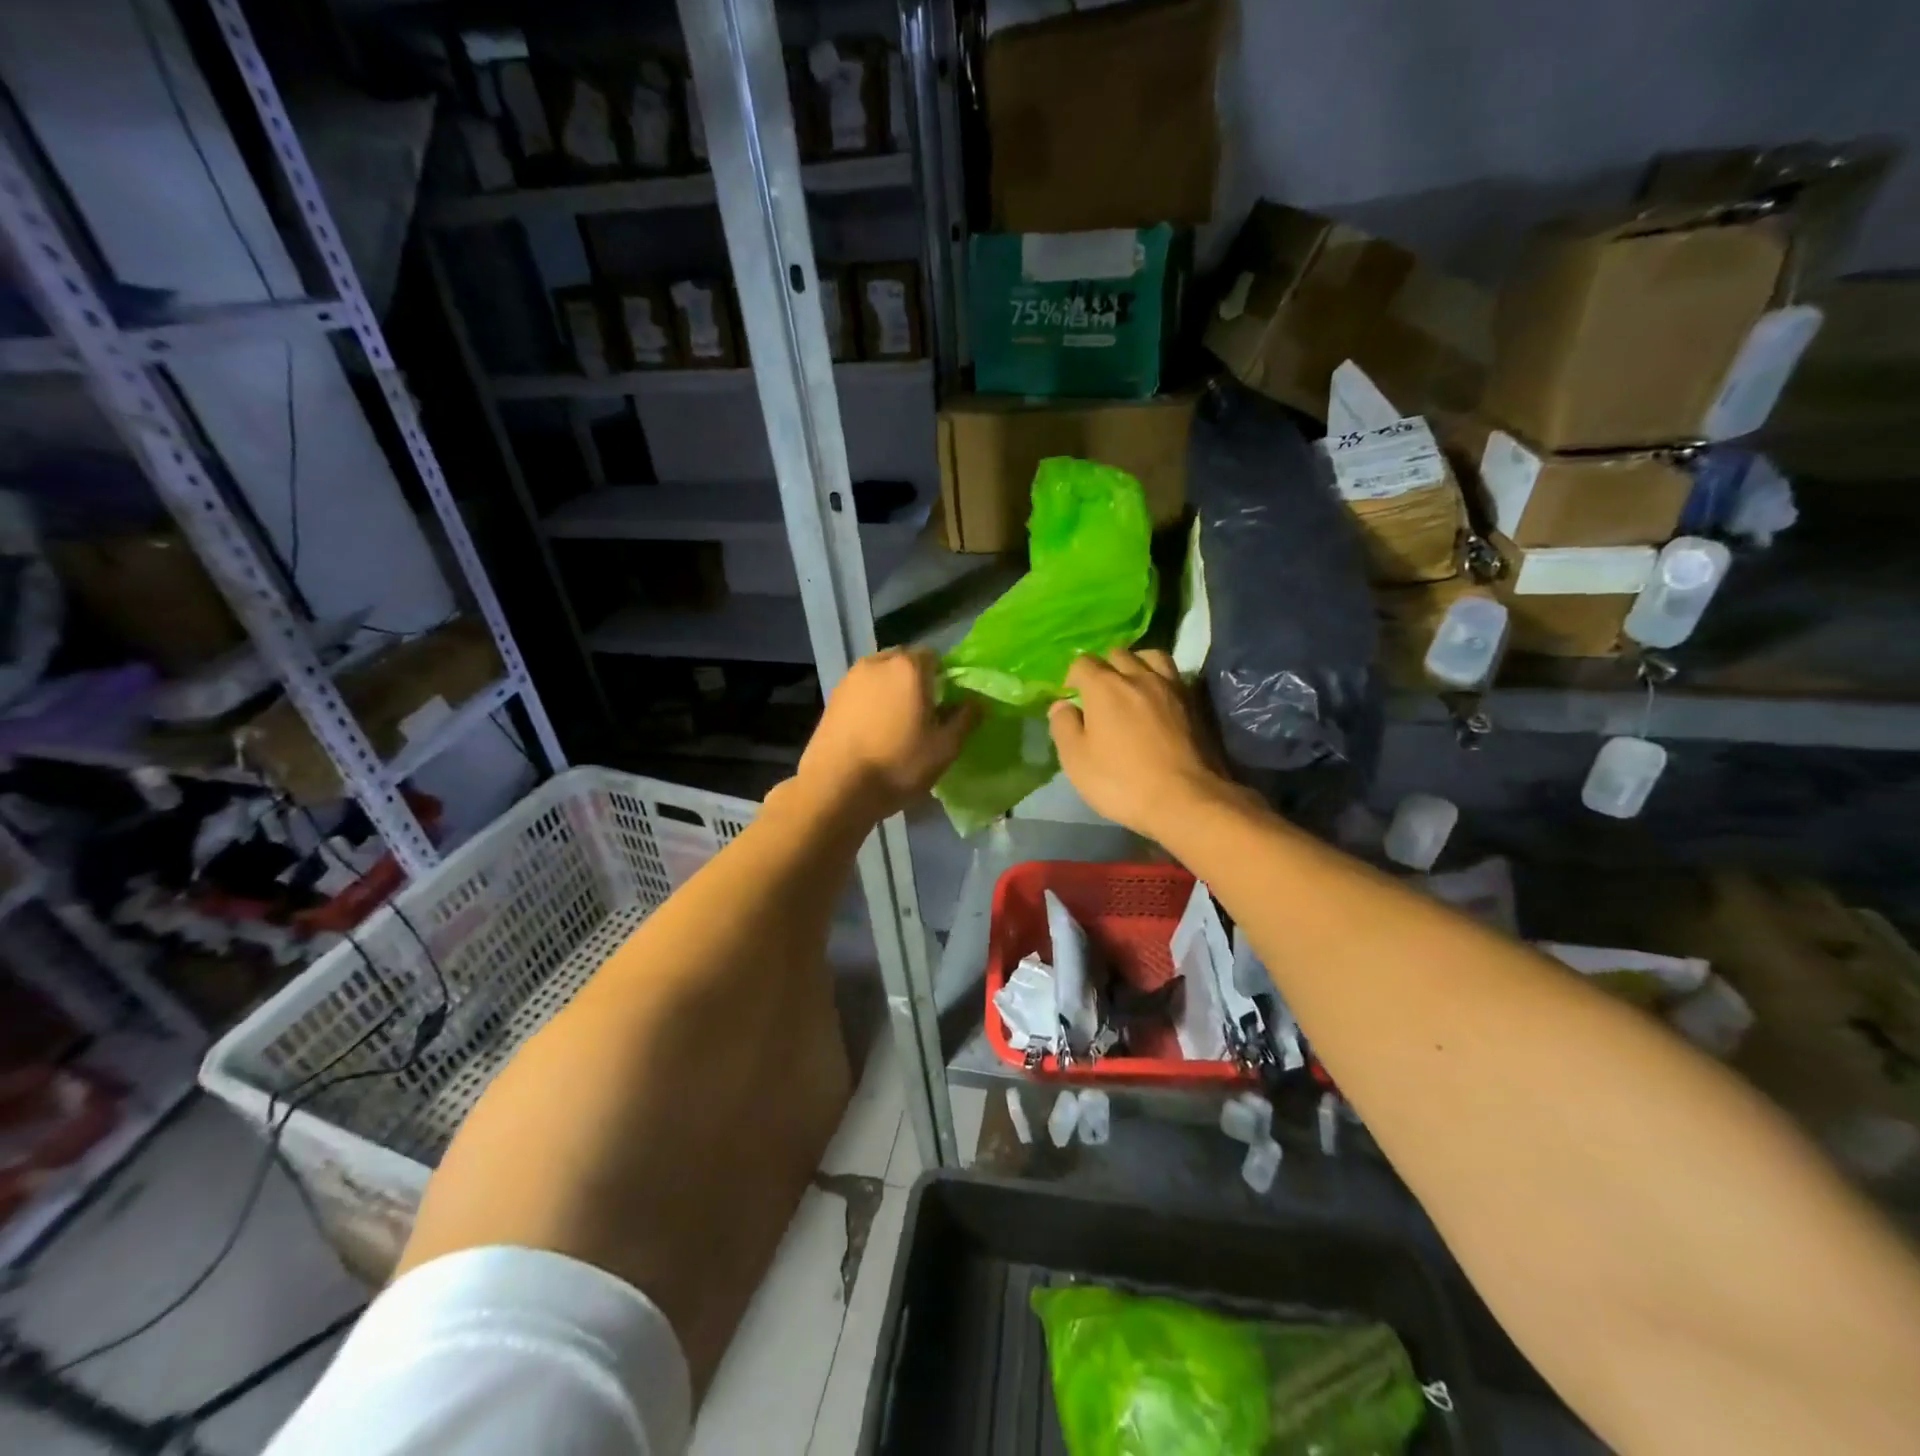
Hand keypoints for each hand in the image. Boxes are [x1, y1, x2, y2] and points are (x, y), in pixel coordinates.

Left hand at [796, 647, 977, 819]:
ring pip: (880, 675)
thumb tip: (976, 702)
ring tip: (895, 723)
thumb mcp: (944, 748)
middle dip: (915, 680)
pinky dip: (870, 702)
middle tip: (923, 712)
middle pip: (904, 662)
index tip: (946, 703)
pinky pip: (861, 691)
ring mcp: (850, 679)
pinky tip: (872, 731)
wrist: (836, 787)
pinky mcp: (832, 697)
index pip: (934, 656)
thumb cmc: (898, 765)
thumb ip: (965, 719)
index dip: (943, 677)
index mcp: (909, 668)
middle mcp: (877, 663)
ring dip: (890, 690)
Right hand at [1048, 650, 1225, 839]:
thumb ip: (1064, 726)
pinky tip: (1158, 699)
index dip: (1072, 678)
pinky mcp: (1194, 702)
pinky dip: (1160, 679)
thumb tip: (1061, 705)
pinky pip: (1173, 675)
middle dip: (1104, 667)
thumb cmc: (1122, 782)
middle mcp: (1138, 676)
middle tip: (1099, 694)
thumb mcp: (1076, 760)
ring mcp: (1171, 686)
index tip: (1071, 698)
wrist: (1185, 799)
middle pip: (1117, 654)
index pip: (1082, 663)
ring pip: (1151, 657)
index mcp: (1104, 687)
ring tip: (1132, 686)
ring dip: (1136, 664)